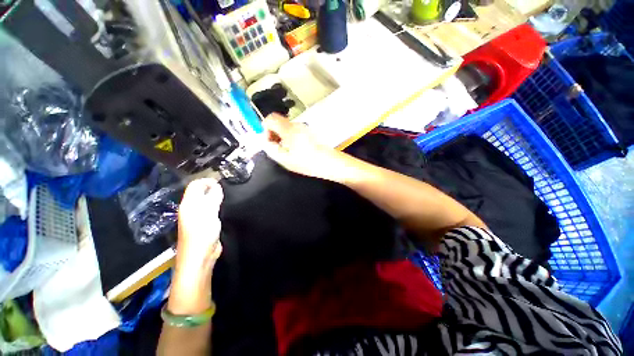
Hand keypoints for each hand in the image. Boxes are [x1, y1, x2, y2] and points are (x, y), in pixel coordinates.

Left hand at [169, 178, 222, 314]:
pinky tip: (225, 207)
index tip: (222, 182)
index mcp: (188, 204)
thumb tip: (216, 185)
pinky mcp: (205, 224)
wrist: (200, 258)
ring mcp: (198, 217)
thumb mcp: (208, 213)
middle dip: (212, 188)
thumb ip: (212, 197)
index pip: (195, 185)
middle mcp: (191, 209)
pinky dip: (217, 205)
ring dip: (215, 197)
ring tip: (227, 196)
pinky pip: (211, 210)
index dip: (207, 181)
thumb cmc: (202, 234)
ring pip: (206, 201)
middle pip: (200, 192)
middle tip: (227, 188)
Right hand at [263, 113, 342, 180]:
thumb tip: (265, 141)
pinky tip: (295, 150)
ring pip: (286, 127)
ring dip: (282, 136)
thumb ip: (271, 149)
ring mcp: (304, 127)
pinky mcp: (309, 132)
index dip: (265, 128)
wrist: (330, 163)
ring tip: (287, 151)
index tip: (269, 141)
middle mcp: (296, 125)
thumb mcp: (285, 159)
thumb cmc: (308, 163)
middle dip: (274, 133)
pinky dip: (290, 138)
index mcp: (289, 130)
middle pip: (278, 122)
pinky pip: (294, 131)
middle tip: (277, 148)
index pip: (270, 118)